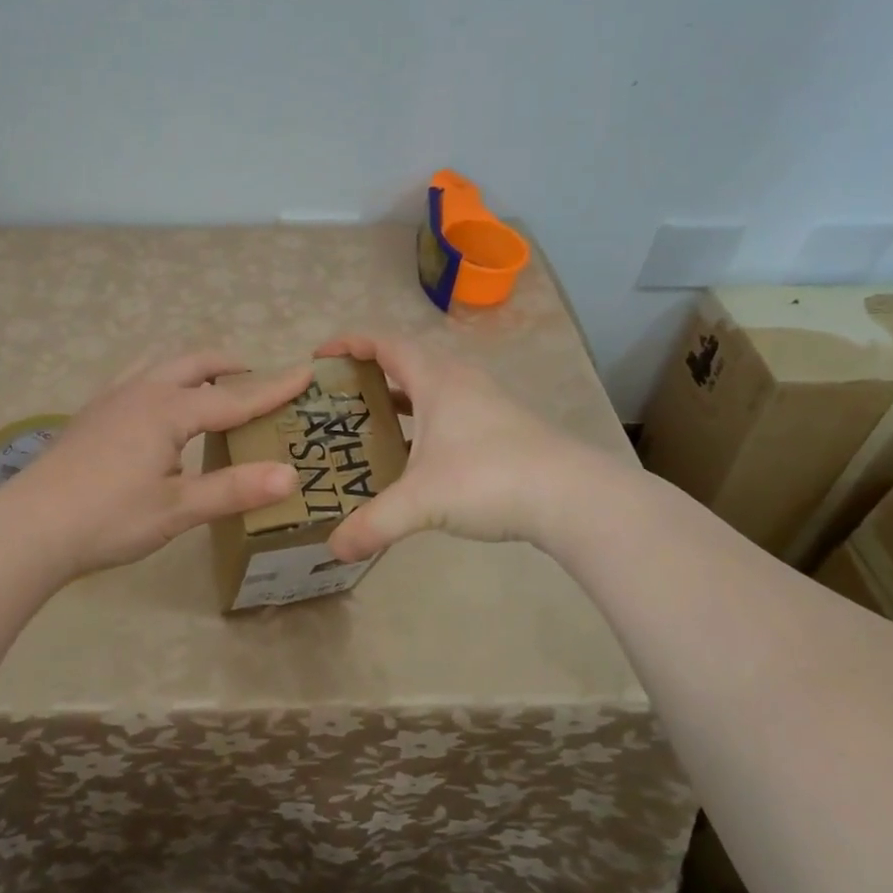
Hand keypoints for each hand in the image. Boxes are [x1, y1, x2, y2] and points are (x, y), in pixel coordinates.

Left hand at [6, 350, 313, 578]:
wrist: (29, 527)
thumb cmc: (107, 519)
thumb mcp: (177, 509)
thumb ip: (233, 490)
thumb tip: (291, 476)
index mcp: (167, 410)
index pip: (233, 398)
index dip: (272, 389)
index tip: (306, 373)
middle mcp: (140, 392)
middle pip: (193, 363)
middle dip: (228, 366)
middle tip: (254, 377)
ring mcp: (110, 400)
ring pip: (159, 364)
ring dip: (191, 367)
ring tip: (208, 386)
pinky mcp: (90, 414)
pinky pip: (135, 377)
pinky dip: (161, 378)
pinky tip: (156, 408)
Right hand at [314, 334, 587, 559]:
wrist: (573, 497)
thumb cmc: (489, 479)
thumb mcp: (422, 502)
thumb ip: (374, 524)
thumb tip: (334, 549)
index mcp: (436, 380)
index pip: (384, 344)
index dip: (349, 344)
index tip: (319, 357)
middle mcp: (461, 381)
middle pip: (407, 361)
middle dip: (369, 373)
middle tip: (338, 398)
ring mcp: (487, 403)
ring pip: (432, 387)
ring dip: (400, 398)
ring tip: (370, 424)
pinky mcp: (504, 427)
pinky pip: (451, 410)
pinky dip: (425, 421)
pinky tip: (417, 455)